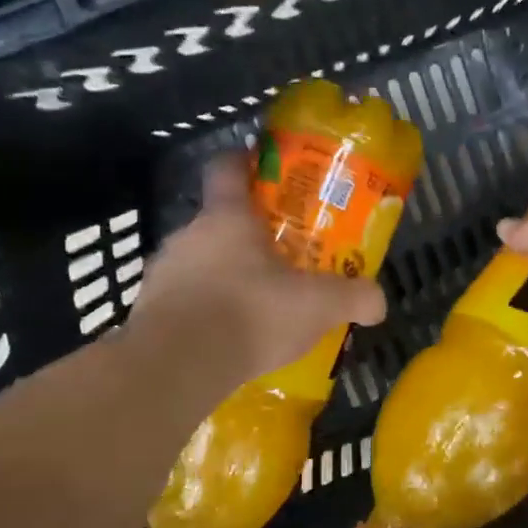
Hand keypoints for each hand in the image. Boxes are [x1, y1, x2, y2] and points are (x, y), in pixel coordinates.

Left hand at [128, 155, 388, 379]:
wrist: (179, 365)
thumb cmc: (251, 314)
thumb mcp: (318, 306)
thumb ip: (353, 298)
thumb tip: (379, 302)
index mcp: (227, 218)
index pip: (226, 168)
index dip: (244, 162)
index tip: (263, 170)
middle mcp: (188, 235)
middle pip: (217, 222)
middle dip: (246, 237)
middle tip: (278, 258)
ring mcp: (163, 272)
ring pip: (199, 262)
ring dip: (223, 276)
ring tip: (253, 305)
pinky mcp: (148, 309)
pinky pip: (183, 300)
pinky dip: (203, 310)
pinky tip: (225, 336)